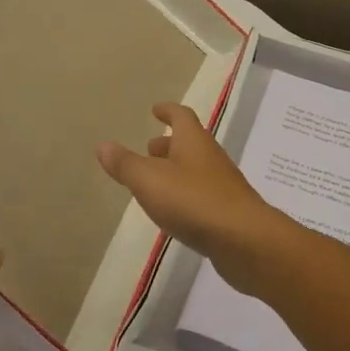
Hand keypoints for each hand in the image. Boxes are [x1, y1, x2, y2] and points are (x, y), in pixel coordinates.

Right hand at [96, 102, 290, 294]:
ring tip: (155, 183)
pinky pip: (203, 195)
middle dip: (169, 143)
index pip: (181, 116)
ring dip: (176, 170)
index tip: (155, 109)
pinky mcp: (228, 213)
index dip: (168, 110)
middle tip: (149, 149)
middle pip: (189, 143)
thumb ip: (126, 164)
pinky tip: (175, 212)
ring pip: (196, 170)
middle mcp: (211, 158)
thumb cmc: (194, 201)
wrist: (245, 241)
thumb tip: (103, 145)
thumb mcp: (149, 180)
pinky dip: (186, 195)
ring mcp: (223, 186)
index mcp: (194, 142)